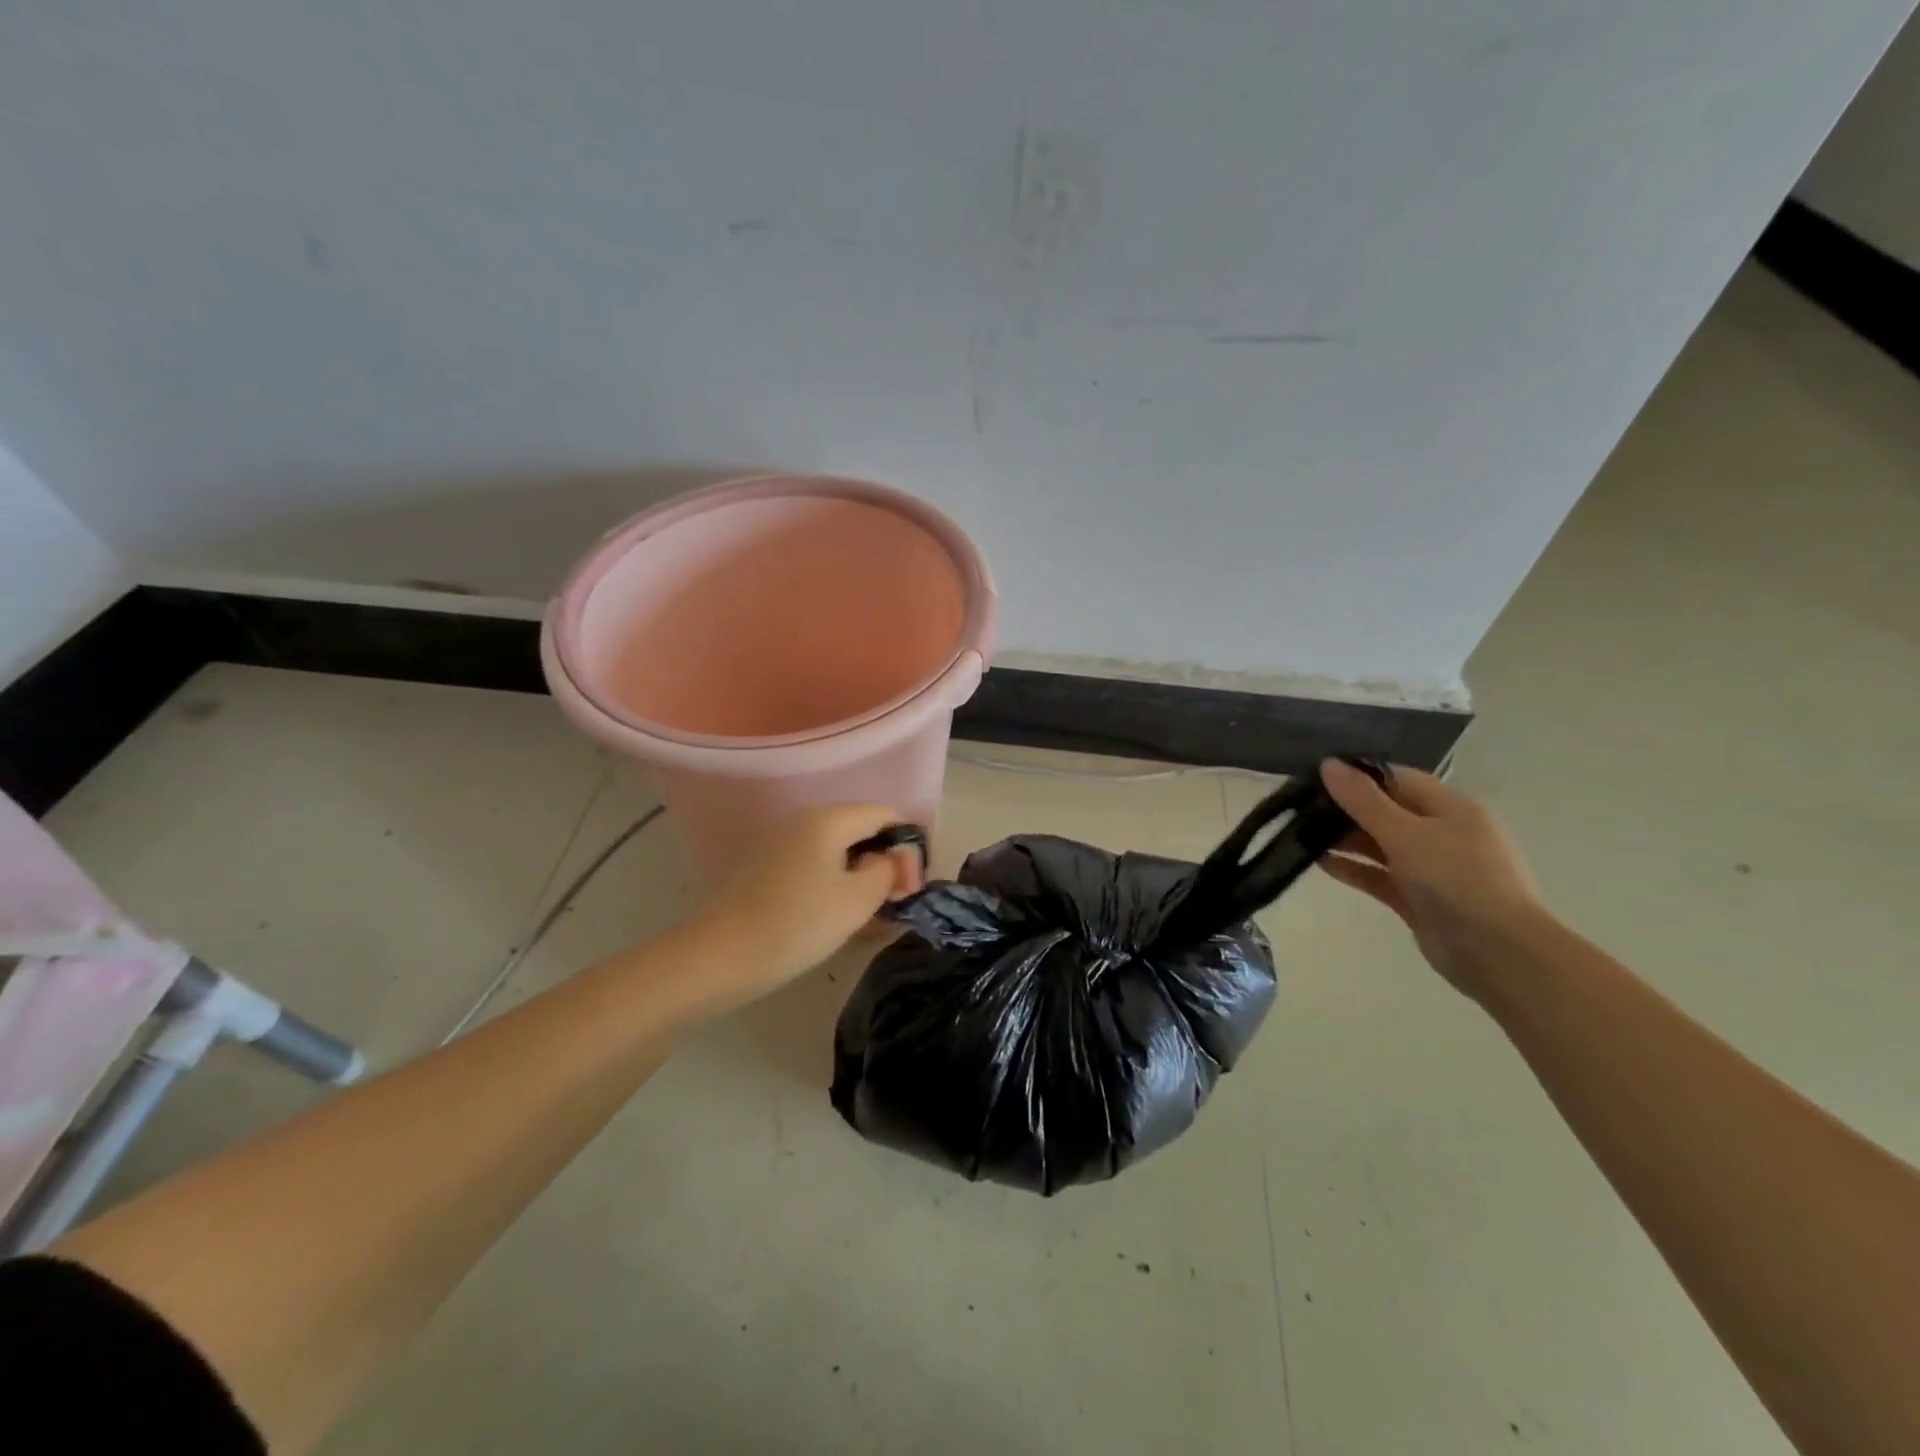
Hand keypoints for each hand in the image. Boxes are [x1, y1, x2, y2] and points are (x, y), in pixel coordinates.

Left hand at [692, 804, 923, 1001]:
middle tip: (893, 907)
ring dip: (859, 880)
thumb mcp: (857, 901)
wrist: (717, 957)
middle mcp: (803, 821)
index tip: (912, 888)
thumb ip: (887, 872)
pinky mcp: (764, 869)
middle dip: (883, 865)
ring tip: (868, 919)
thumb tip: (892, 860)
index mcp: (828, 819)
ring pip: (836, 853)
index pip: (885, 815)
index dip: (907, 847)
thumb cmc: (796, 924)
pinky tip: (834, 919)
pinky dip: (831, 887)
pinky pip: (812, 868)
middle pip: (860, 831)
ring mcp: (780, 844)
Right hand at [1317, 760, 1546, 1000]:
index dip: (1357, 776)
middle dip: (1345, 809)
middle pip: (1386, 811)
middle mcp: (1442, 833)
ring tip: (1301, 835)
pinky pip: (1379, 876)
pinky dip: (1353, 869)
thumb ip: (1363, 800)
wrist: (1498, 952)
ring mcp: (1430, 868)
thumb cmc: (1456, 879)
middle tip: (1299, 808)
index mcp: (1450, 807)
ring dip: (1344, 840)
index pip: (1396, 779)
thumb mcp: (1405, 833)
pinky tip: (1320, 864)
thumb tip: (1328, 764)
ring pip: (1380, 845)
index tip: (1315, 777)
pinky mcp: (1417, 899)